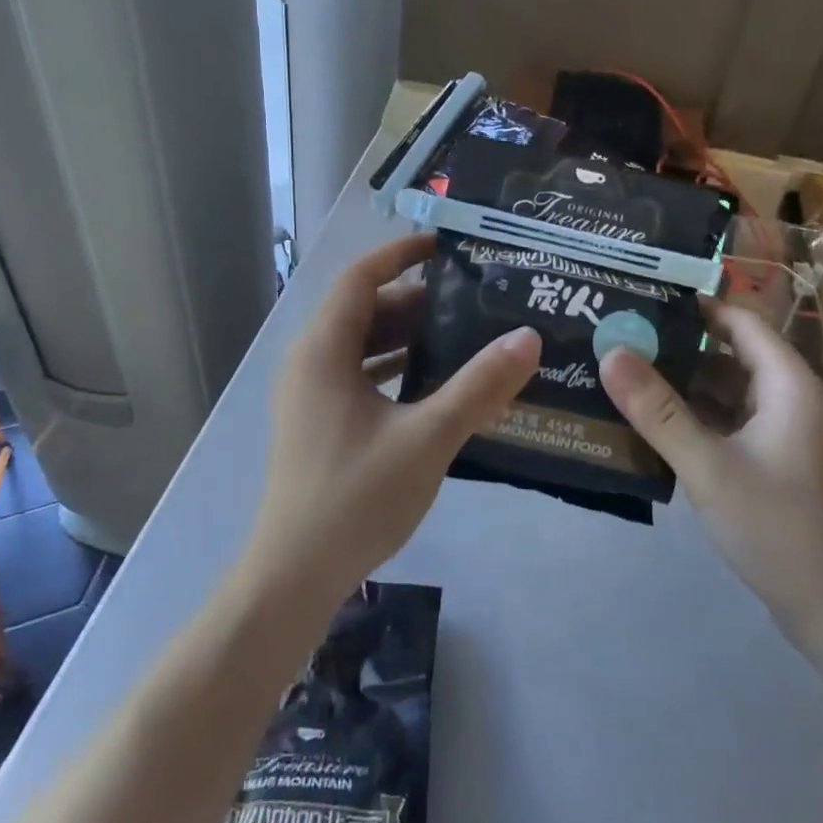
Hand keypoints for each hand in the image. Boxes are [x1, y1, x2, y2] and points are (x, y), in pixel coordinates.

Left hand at [246, 234, 540, 607]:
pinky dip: (396, 370)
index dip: (400, 254)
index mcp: (323, 350)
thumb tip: (527, 337)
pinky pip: (360, 376)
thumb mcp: (426, 437)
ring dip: (409, 338)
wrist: (294, 576)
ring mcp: (311, 394)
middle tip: (474, 302)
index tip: (446, 247)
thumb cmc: (355, 497)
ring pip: (363, 346)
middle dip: (417, 302)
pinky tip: (438, 386)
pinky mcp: (319, 422)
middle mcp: (310, 362)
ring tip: (465, 338)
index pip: (360, 277)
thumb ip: (478, 386)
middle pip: (365, 311)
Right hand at [600, 301, 822, 656]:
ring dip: (681, 386)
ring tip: (623, 374)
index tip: (641, 297)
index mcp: (788, 384)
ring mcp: (782, 434)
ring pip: (726, 393)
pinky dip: (694, 420)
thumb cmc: (780, 529)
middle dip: (676, 346)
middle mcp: (789, 399)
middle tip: (617, 337)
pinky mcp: (773, 464)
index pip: (739, 321)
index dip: (694, 305)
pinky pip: (728, 425)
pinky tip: (650, 425)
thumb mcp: (710, 467)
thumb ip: (658, 410)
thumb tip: (610, 352)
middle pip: (728, 355)